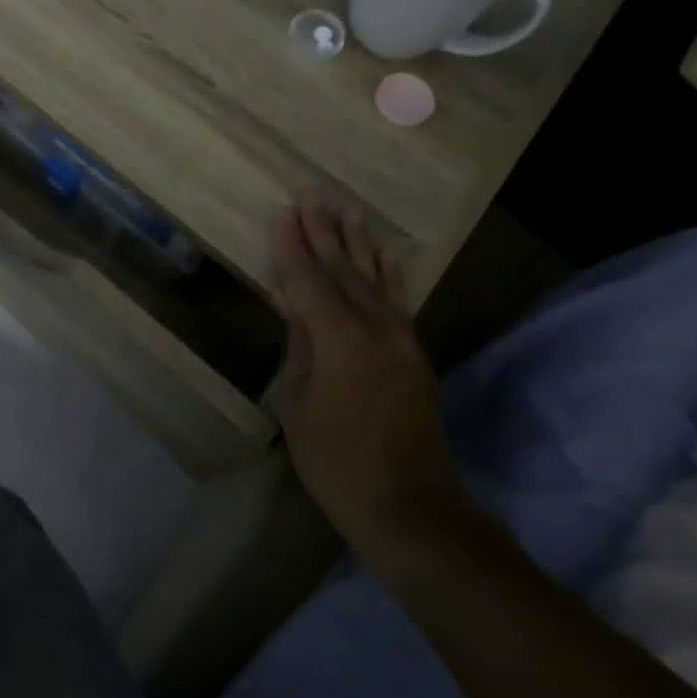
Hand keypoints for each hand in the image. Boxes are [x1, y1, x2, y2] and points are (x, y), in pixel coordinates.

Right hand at [269, 191, 464, 548]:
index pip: (308, 278)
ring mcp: (399, 336)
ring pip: (373, 276)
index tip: (282, 212)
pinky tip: (388, 251)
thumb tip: (295, 303)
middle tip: (311, 193)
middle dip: (324, 230)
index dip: (291, 246)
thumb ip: (300, 345)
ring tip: (347, 208)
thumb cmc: (336, 460)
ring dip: (357, 241)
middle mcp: (373, 325)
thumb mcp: (299, 403)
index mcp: (338, 337)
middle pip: (342, 267)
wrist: (409, 504)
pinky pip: (399, 299)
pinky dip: (392, 272)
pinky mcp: (413, 351)